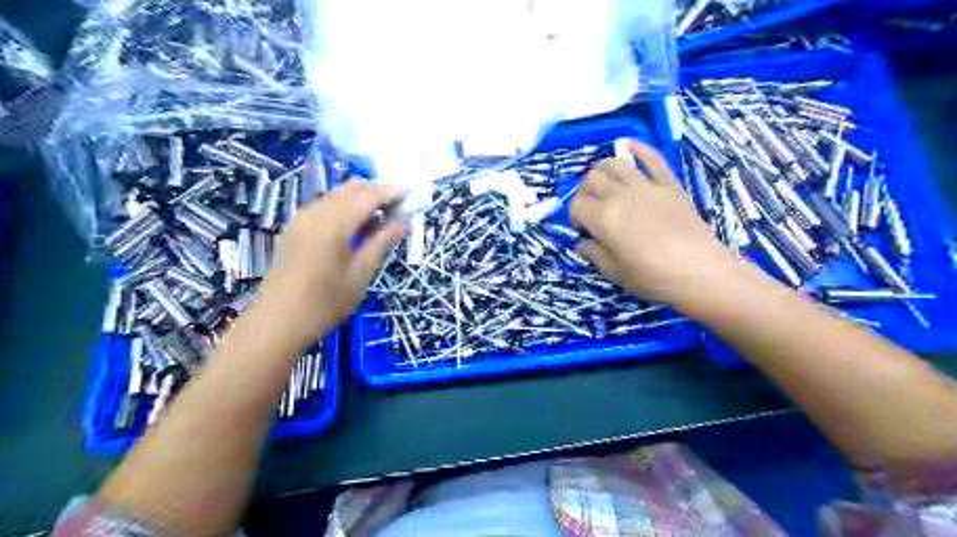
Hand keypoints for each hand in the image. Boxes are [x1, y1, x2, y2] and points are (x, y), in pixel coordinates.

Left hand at [255, 181, 403, 347]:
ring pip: (336, 195)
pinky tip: (355, 228)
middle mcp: (315, 213)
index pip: (368, 196)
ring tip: (380, 220)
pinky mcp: (294, 228)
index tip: (410, 194)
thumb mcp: (361, 274)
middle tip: (397, 209)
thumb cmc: (325, 303)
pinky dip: (344, 208)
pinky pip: (324, 206)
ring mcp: (301, 218)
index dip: (390, 192)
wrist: (277, 322)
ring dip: (360, 200)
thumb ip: (382, 242)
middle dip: (376, 192)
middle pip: (350, 188)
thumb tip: (403, 222)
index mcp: (334, 224)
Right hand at [571, 141, 733, 303]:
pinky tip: (628, 145)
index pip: (576, 204)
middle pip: (591, 179)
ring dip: (603, 169)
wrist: (699, 270)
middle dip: (585, 192)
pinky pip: (652, 158)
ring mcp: (646, 185)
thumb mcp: (614, 272)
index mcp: (603, 218)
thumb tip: (581, 241)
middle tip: (593, 208)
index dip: (574, 216)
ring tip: (605, 183)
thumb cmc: (652, 276)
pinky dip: (638, 148)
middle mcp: (620, 195)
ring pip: (614, 163)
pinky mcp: (669, 183)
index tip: (583, 229)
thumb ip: (593, 253)